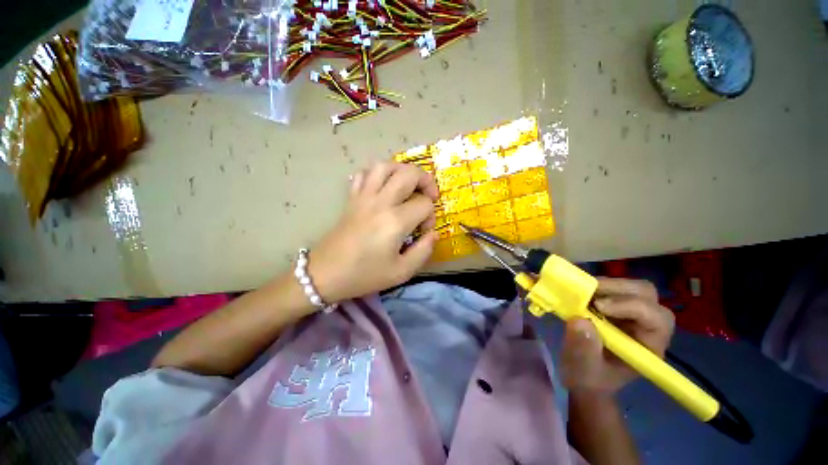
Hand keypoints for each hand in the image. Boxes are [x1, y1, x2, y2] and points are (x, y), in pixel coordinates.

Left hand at [307, 162, 438, 302]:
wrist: (326, 274)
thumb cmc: (364, 275)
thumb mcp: (401, 272)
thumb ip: (423, 251)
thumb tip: (433, 233)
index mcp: (395, 221)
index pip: (424, 204)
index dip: (431, 215)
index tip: (424, 231)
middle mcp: (380, 202)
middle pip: (409, 173)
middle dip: (426, 181)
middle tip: (429, 196)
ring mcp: (363, 197)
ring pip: (385, 166)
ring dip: (402, 170)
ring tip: (409, 184)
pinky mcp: (351, 199)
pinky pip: (364, 174)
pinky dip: (377, 174)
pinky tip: (383, 186)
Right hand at [560, 278, 674, 394]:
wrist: (585, 376)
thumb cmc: (590, 378)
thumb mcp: (584, 370)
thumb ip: (584, 349)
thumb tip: (580, 320)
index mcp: (649, 346)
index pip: (655, 318)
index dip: (630, 306)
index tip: (598, 306)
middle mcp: (647, 325)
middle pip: (646, 294)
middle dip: (618, 288)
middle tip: (588, 292)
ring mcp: (632, 313)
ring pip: (631, 287)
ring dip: (605, 285)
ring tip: (581, 292)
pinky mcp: (616, 306)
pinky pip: (612, 287)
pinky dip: (596, 285)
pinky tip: (581, 292)